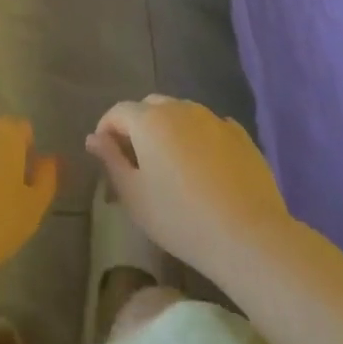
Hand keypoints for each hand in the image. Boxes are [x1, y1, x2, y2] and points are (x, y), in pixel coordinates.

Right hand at [86, 96, 291, 275]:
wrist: (248, 236)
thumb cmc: (180, 218)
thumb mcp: (133, 195)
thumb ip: (110, 160)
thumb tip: (94, 138)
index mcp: (149, 120)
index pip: (118, 111)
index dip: (106, 129)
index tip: (105, 155)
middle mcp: (180, 108)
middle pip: (150, 107)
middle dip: (137, 126)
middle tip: (137, 161)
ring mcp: (213, 119)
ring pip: (181, 113)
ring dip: (169, 130)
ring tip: (171, 164)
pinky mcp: (240, 135)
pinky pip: (209, 127)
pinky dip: (198, 138)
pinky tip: (203, 167)